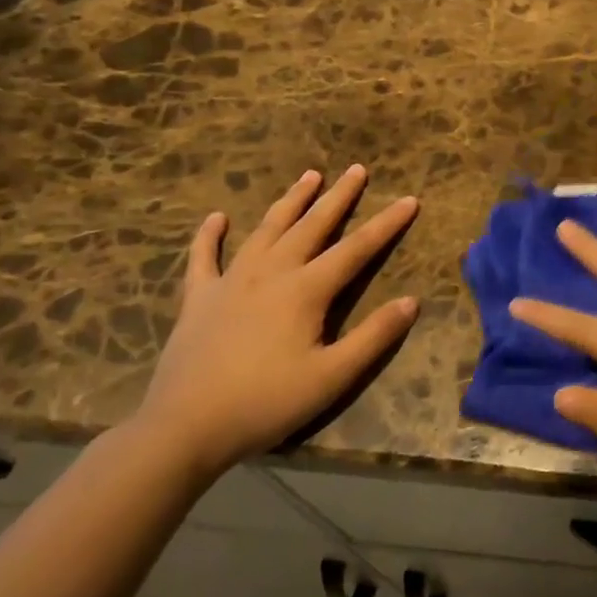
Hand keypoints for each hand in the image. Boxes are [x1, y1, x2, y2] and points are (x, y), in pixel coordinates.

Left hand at [132, 164, 419, 476]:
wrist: (185, 427)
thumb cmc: (266, 403)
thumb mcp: (332, 377)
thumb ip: (374, 337)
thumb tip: (412, 301)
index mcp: (306, 290)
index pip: (357, 248)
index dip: (386, 224)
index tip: (410, 199)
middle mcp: (271, 273)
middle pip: (312, 226)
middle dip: (338, 197)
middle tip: (357, 169)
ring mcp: (231, 281)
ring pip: (267, 230)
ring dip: (290, 201)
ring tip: (309, 176)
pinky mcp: (199, 298)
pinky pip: (204, 257)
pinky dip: (210, 236)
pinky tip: (217, 217)